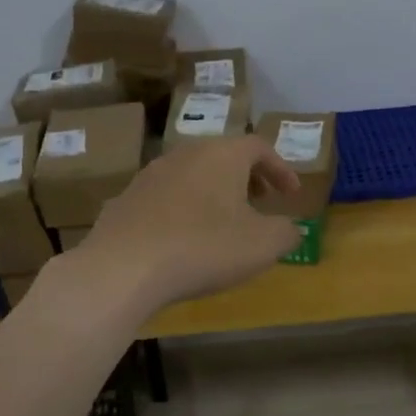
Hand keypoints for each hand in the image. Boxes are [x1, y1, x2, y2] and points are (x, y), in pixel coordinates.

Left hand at [71, 136, 301, 317]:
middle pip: (224, 155)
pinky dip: (185, 209)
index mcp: (222, 155)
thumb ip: (286, 233)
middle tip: (261, 201)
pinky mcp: (126, 199)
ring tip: (224, 221)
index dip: (281, 169)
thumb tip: (290, 229)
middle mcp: (185, 154)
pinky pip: (167, 197)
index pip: (259, 147)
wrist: (123, 267)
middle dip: (247, 177)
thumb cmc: (204, 248)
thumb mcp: (262, 246)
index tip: (292, 194)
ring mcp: (150, 174)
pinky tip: (185, 238)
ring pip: (193, 174)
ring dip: (214, 192)